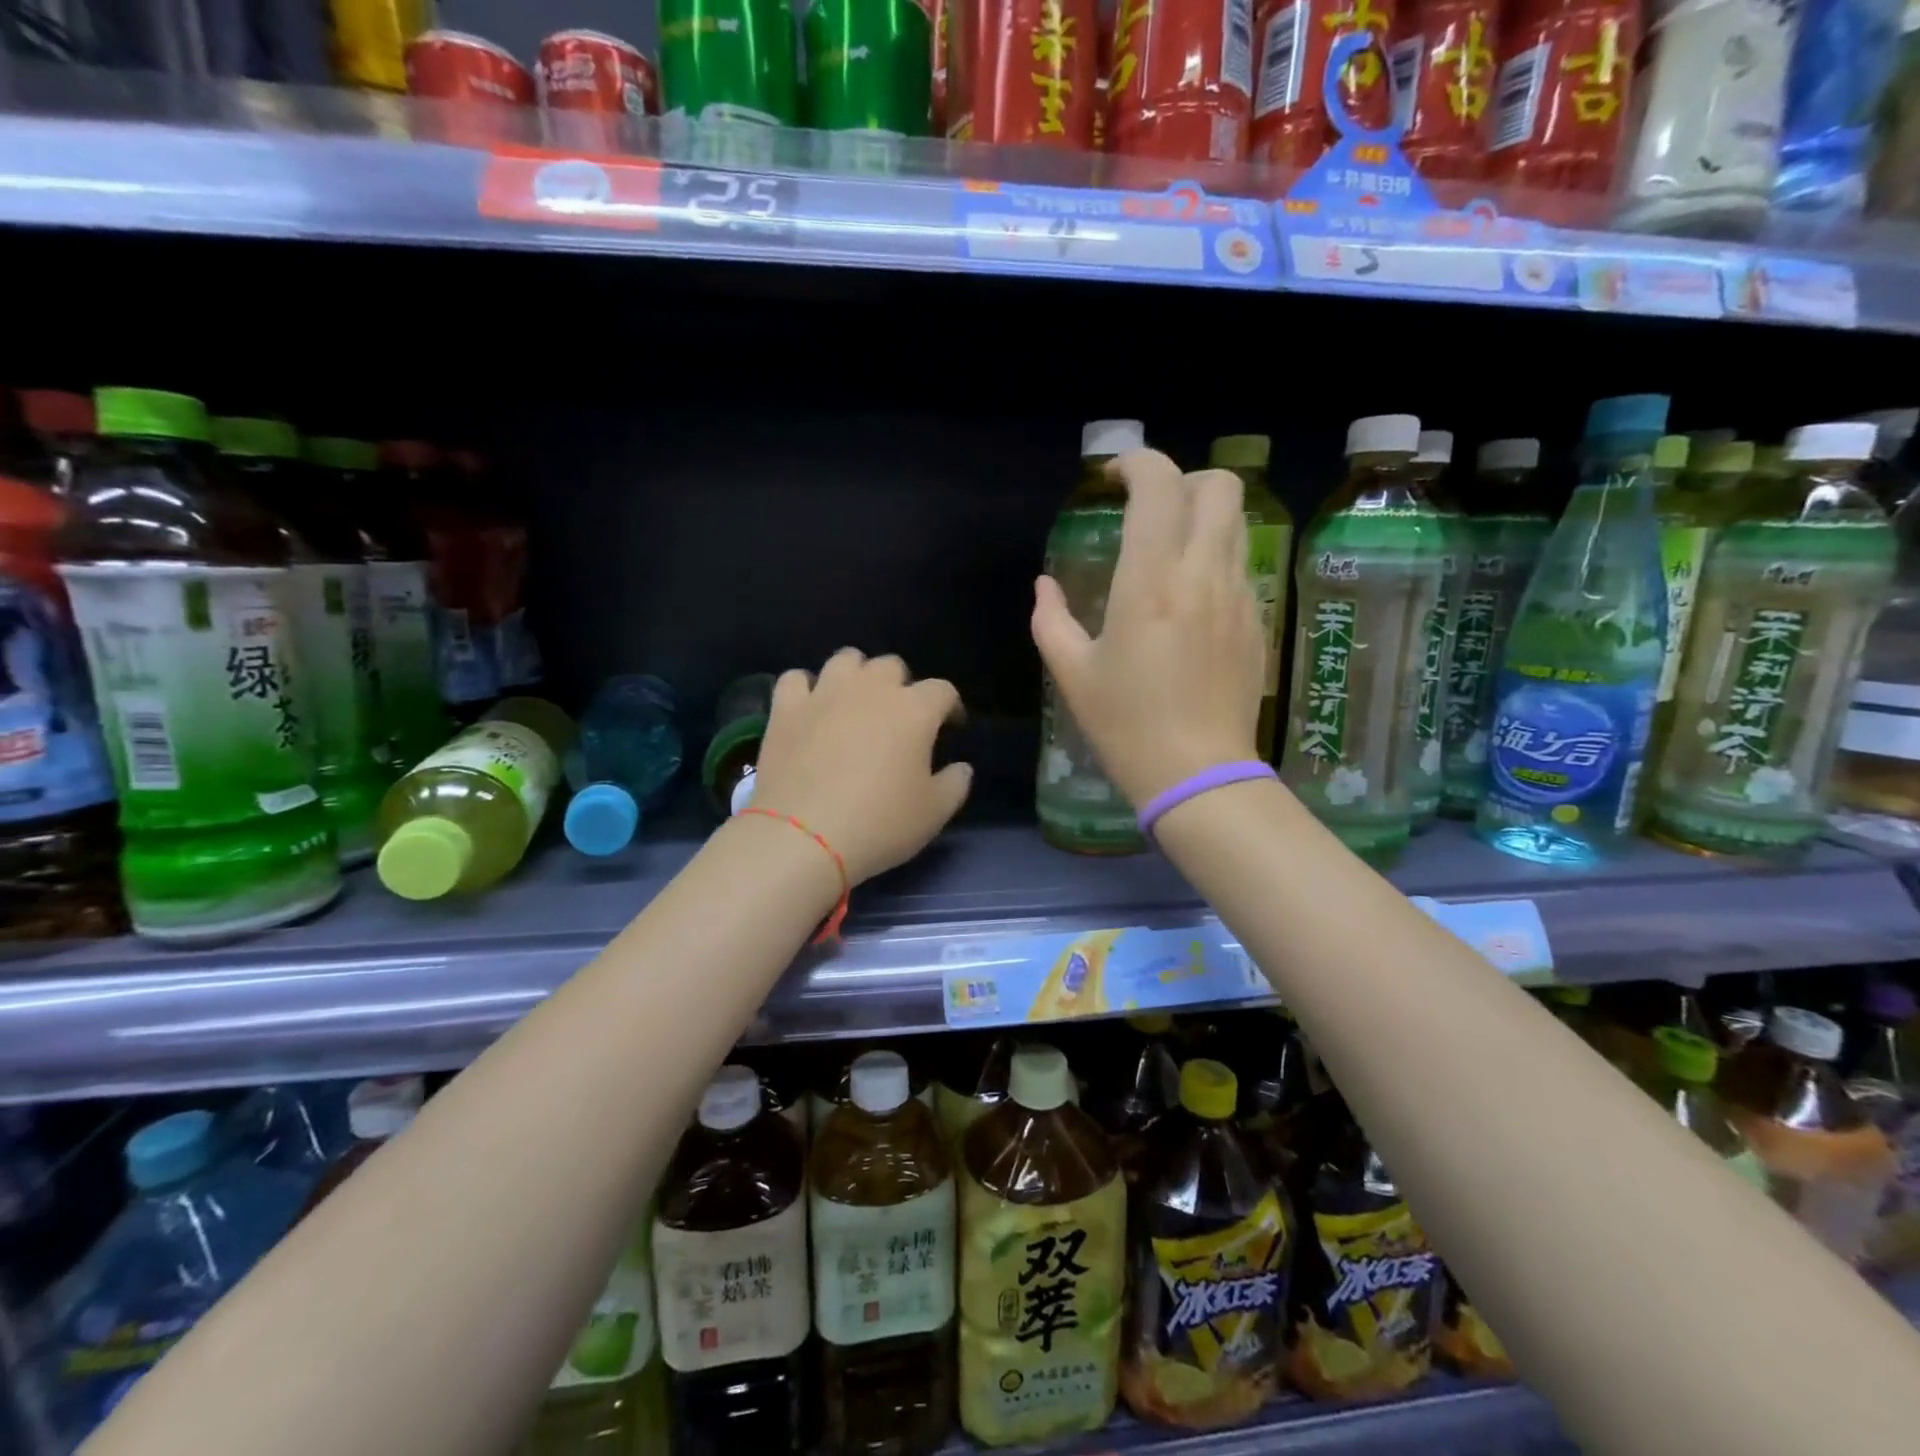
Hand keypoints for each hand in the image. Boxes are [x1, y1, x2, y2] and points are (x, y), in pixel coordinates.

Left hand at [748, 649, 972, 885]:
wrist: (802, 836)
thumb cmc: (878, 824)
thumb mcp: (934, 813)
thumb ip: (955, 784)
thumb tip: (961, 767)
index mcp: (914, 710)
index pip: (943, 691)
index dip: (950, 707)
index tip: (950, 727)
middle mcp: (871, 689)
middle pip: (892, 666)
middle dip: (900, 686)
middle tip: (898, 717)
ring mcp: (824, 694)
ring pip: (846, 660)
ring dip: (856, 676)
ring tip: (855, 703)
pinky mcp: (786, 708)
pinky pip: (796, 679)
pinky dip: (806, 689)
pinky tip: (810, 709)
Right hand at [1031, 448, 1264, 806]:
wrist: (1197, 773)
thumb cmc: (1125, 724)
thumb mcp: (1072, 673)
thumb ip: (1051, 619)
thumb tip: (1045, 587)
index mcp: (1150, 581)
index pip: (1159, 486)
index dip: (1136, 463)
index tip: (1113, 478)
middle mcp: (1202, 574)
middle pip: (1218, 485)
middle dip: (1182, 480)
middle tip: (1149, 509)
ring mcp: (1239, 596)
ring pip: (1236, 522)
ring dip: (1202, 516)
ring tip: (1169, 548)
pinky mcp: (1257, 621)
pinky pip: (1240, 564)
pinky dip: (1215, 557)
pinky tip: (1189, 598)